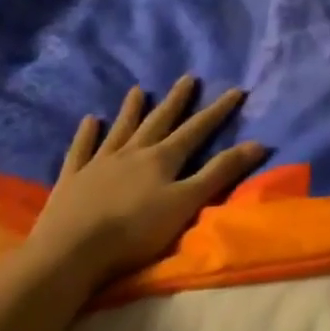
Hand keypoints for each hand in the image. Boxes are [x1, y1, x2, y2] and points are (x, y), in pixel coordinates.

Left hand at [20, 75, 265, 295]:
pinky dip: (86, 134)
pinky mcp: (72, 180)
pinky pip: (81, 150)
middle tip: (188, 78)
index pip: (196, 130)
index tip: (235, 90)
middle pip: (159, 121)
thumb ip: (220, 173)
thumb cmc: (135, 232)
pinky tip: (89, 121)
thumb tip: (258, 143)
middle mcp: (133, 153)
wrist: (71, 252)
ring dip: (131, 110)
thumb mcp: (186, 203)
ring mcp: (99, 164)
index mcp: (162, 159)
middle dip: (176, 101)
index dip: (217, 111)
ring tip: (138, 90)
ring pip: (120, 130)